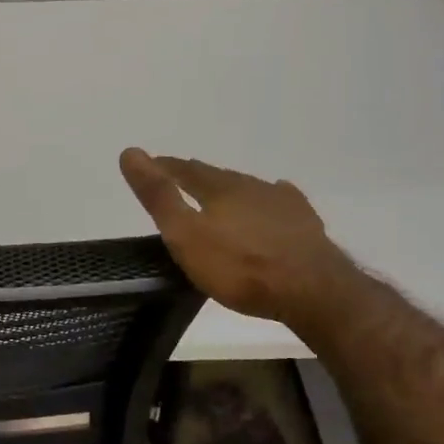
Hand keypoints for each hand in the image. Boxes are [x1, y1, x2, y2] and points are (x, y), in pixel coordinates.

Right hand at [119, 148, 356, 324]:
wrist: (313, 291)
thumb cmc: (240, 267)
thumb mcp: (185, 235)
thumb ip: (159, 196)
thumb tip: (130, 152)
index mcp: (220, 188)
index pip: (185, 170)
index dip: (165, 167)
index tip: (149, 164)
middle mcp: (251, 186)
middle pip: (218, 176)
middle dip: (197, 176)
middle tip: (181, 178)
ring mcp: (282, 203)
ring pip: (249, 188)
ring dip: (231, 189)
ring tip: (220, 194)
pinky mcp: (305, 224)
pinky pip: (282, 202)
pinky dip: (269, 199)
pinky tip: (276, 198)